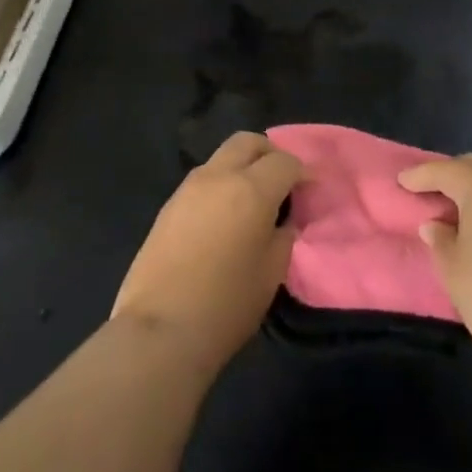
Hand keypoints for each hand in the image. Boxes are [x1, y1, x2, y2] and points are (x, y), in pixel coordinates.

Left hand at [112, 132, 301, 375]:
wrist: (160, 329)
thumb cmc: (227, 305)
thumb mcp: (271, 272)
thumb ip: (283, 235)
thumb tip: (283, 219)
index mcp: (251, 189)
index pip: (284, 161)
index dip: (302, 172)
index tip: (311, 189)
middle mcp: (218, 176)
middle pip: (248, 142)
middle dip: (270, 153)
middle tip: (282, 180)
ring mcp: (189, 187)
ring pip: (222, 156)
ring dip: (242, 166)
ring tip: (253, 199)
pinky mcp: (169, 204)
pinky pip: (203, 179)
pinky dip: (221, 184)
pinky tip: (226, 215)